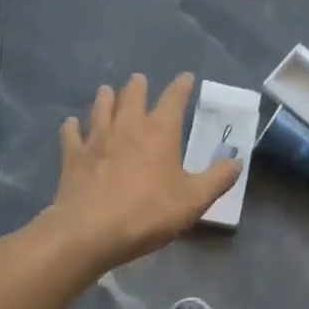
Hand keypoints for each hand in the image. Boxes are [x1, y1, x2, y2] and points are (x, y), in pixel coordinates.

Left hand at [46, 73, 237, 271]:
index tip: (186, 77)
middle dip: (138, 85)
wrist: (90, 232)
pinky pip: (72, 134)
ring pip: (102, 107)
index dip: (181, 85)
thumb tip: (237, 161)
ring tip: (107, 90)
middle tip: (139, 79)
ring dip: (106, 97)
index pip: (174, 98)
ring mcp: (98, 138)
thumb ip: (217, 179)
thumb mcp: (193, 201)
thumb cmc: (147, 213)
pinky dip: (72, 127)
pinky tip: (71, 124)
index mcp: (161, 131)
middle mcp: (129, 125)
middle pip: (133, 95)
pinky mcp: (74, 156)